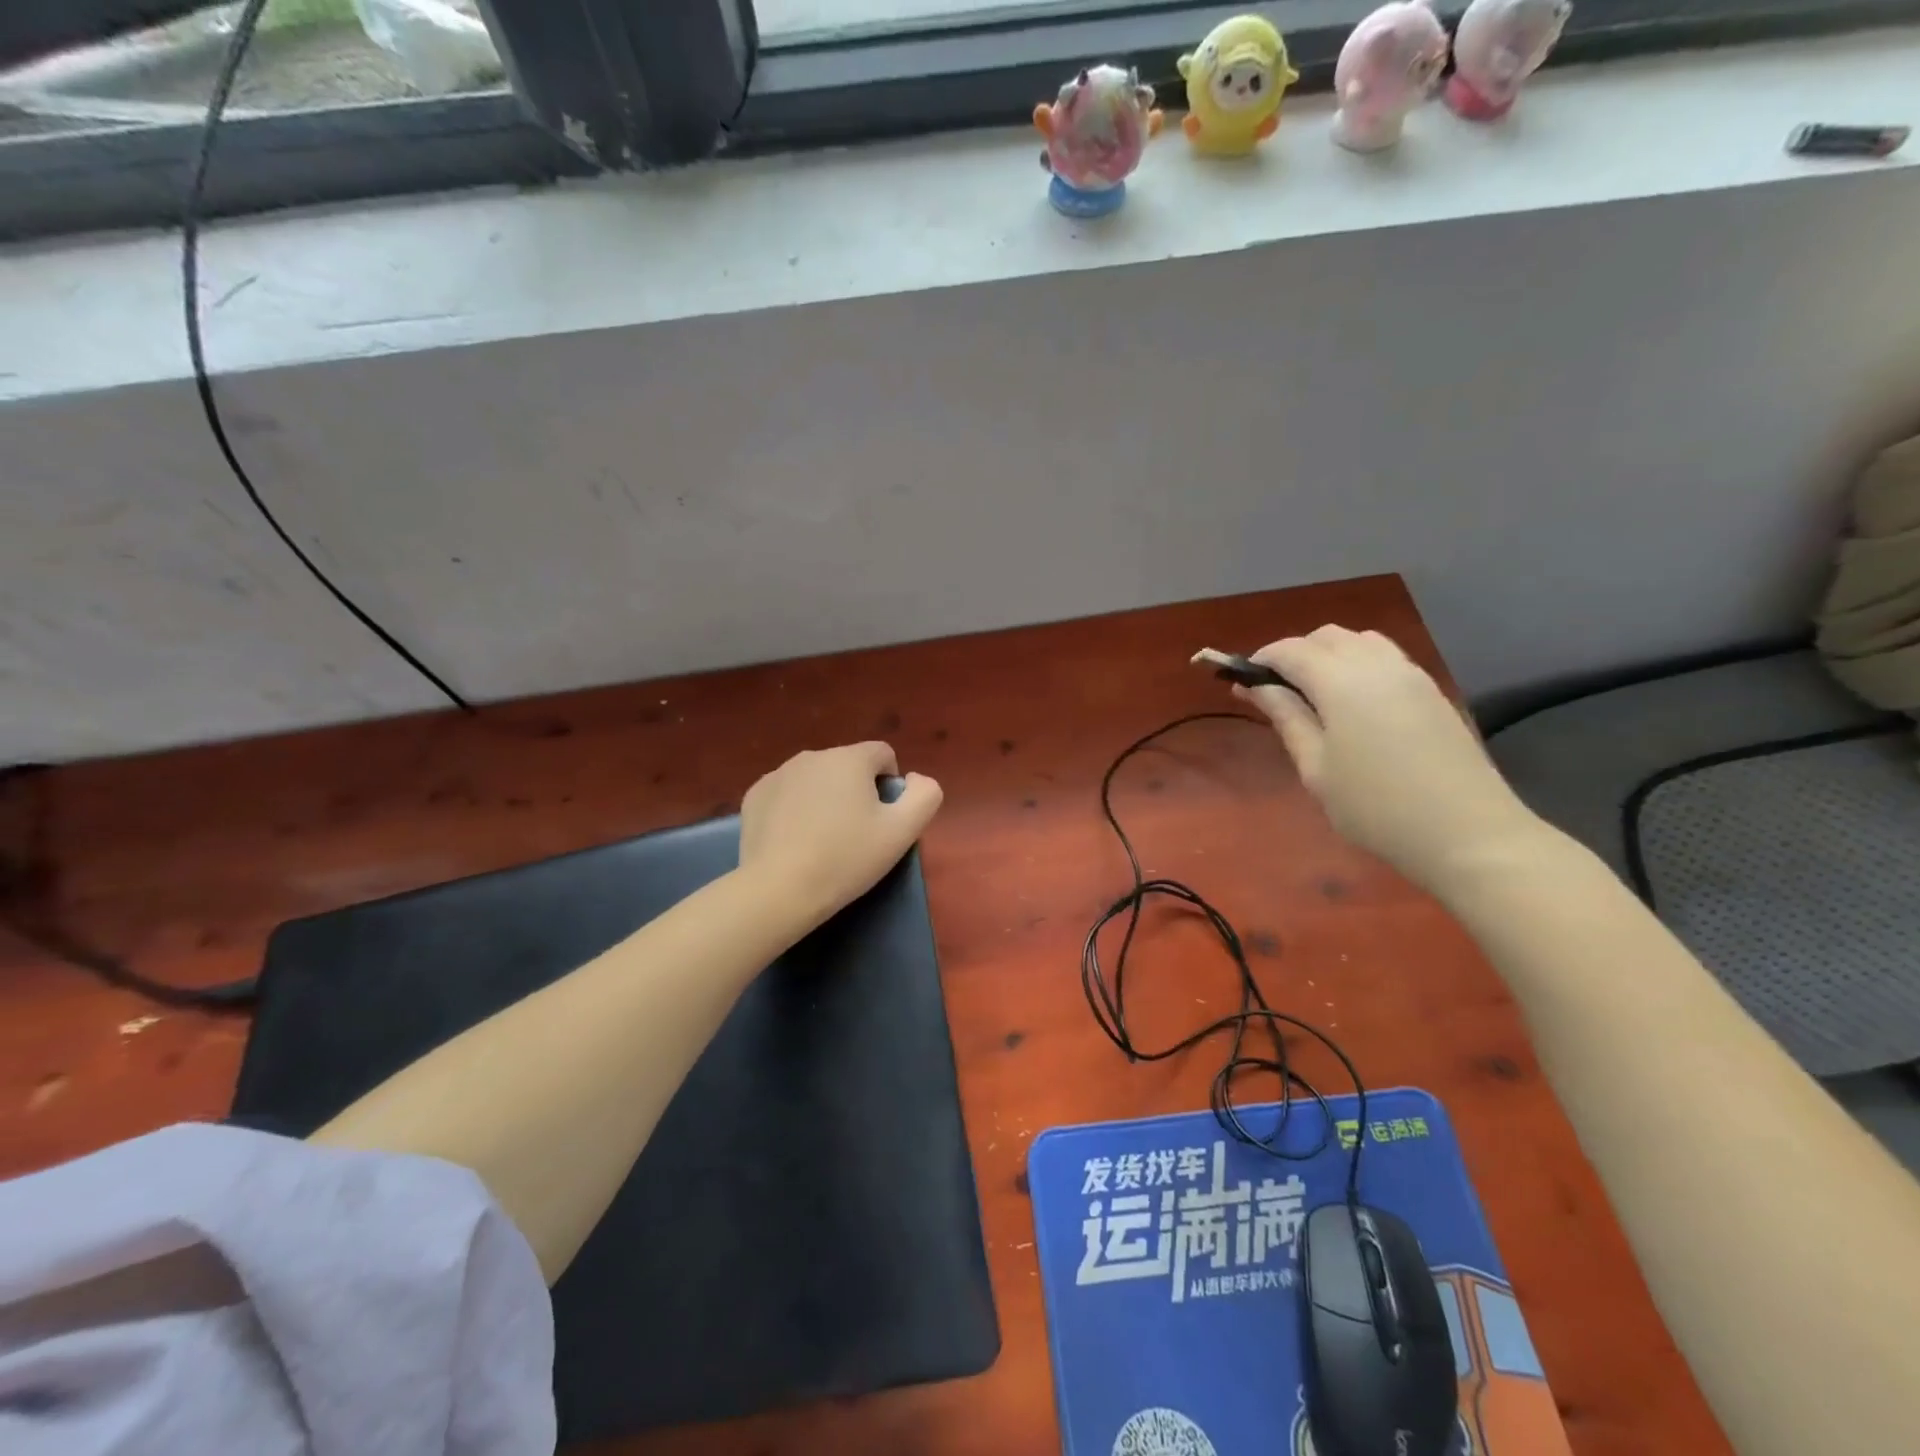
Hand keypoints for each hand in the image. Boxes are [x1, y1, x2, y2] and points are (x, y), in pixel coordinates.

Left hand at [739, 742, 942, 926]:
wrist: (780, 889)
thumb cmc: (847, 858)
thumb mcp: (903, 831)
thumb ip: (925, 795)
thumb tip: (912, 779)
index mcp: (850, 759)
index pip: (883, 754)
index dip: (890, 785)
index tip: (883, 820)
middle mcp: (812, 755)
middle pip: (848, 766)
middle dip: (856, 791)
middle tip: (855, 834)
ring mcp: (778, 773)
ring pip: (816, 779)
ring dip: (825, 798)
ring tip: (822, 840)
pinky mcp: (755, 795)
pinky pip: (787, 793)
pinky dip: (795, 809)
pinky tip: (794, 840)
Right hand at [1231, 626, 1539, 892]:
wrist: (1468, 833)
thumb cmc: (1375, 807)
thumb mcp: (1316, 768)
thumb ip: (1287, 718)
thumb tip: (1255, 687)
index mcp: (1342, 683)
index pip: (1292, 650)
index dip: (1262, 659)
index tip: (1242, 682)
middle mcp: (1377, 665)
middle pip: (1327, 636)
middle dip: (1294, 653)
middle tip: (1276, 691)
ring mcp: (1411, 675)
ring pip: (1360, 640)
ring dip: (1329, 654)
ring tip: (1313, 694)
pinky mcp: (1432, 691)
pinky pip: (1386, 657)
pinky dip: (1358, 664)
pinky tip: (1353, 702)